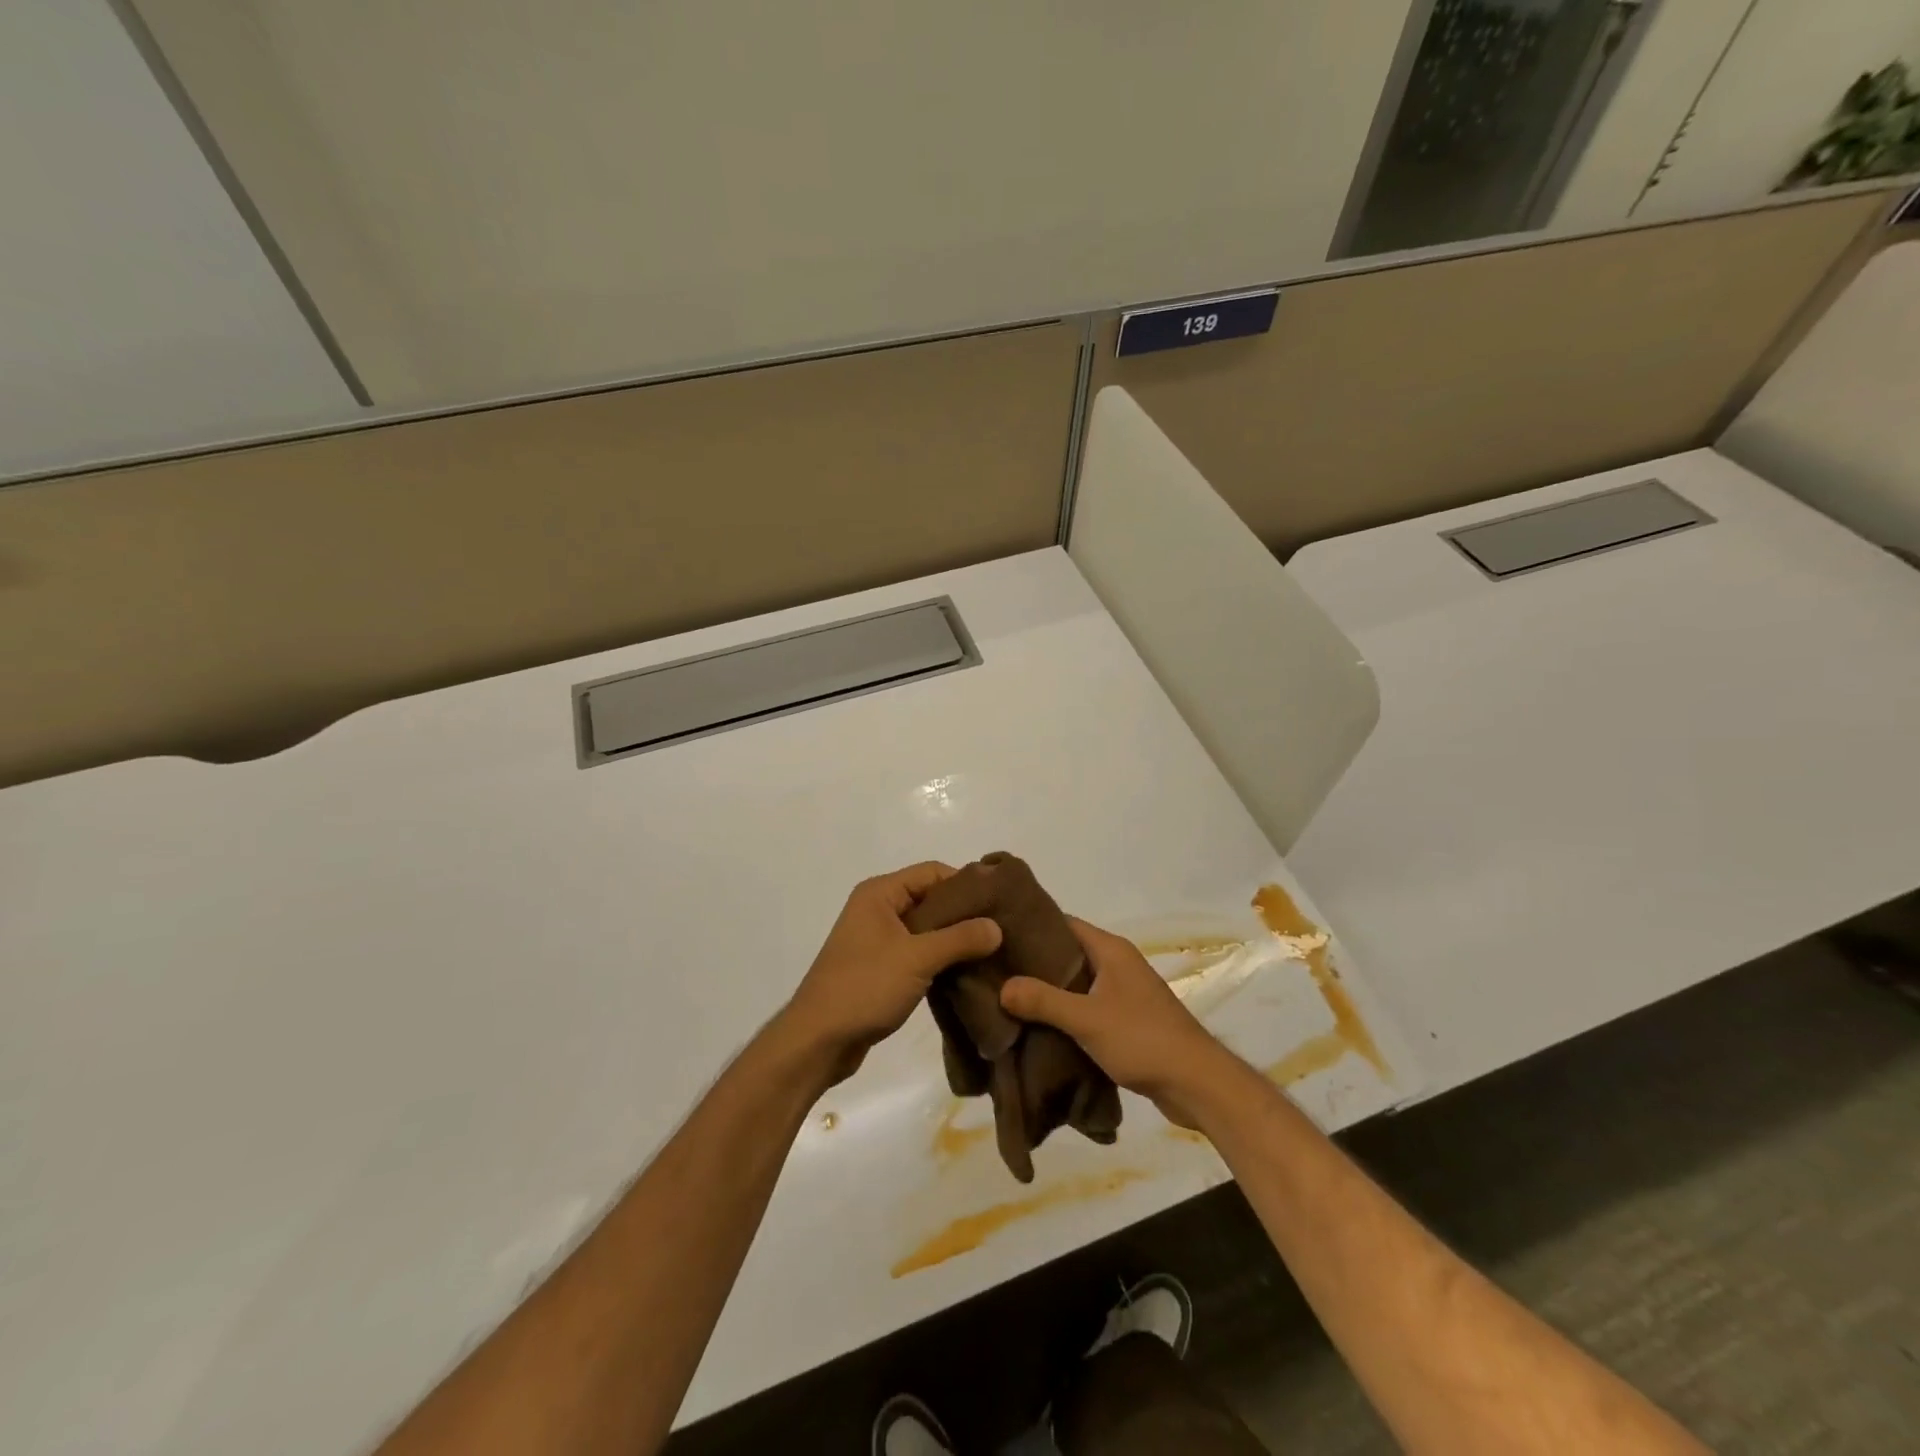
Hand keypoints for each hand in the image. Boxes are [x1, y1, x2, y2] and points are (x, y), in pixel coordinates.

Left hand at [782, 863, 1001, 1083]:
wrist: (818, 1041)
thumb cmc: (864, 987)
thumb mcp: (917, 958)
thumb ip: (959, 939)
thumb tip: (997, 926)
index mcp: (880, 893)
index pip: (933, 872)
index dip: (966, 883)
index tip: (1000, 902)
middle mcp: (878, 908)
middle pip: (931, 899)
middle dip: (964, 913)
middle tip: (1002, 929)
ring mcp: (878, 939)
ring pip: (926, 929)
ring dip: (954, 939)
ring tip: (992, 952)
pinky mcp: (881, 967)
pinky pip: (918, 952)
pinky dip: (940, 959)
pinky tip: (967, 972)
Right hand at [999, 918, 1237, 1127]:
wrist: (1196, 1083)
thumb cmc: (1142, 1038)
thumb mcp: (1086, 1018)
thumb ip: (1043, 1001)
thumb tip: (1002, 987)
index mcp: (1110, 949)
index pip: (1063, 923)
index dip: (1031, 926)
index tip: (997, 935)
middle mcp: (1117, 963)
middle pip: (1067, 953)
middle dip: (1034, 962)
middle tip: (995, 969)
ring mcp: (1124, 991)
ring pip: (1076, 982)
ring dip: (1049, 990)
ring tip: (1008, 997)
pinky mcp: (1127, 1019)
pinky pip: (1087, 1005)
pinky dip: (1065, 1012)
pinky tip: (1039, 1026)